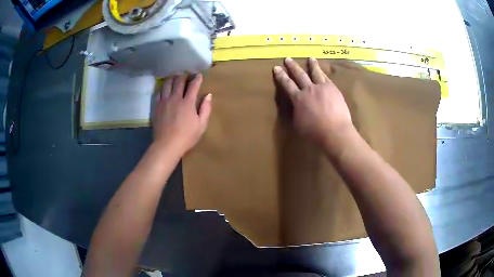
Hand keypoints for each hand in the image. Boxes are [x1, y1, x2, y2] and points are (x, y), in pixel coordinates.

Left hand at [153, 74, 211, 155]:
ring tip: (175, 77)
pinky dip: (163, 87)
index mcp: (188, 102)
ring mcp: (164, 101)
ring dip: (172, 78)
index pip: (193, 85)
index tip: (199, 75)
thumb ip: (206, 108)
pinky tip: (165, 87)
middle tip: (187, 74)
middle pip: (179, 81)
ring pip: (167, 84)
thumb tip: (208, 95)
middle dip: (184, 76)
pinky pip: (159, 92)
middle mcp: (175, 98)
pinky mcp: (157, 106)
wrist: (167, 145)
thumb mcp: (201, 125)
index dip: (197, 78)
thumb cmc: (187, 136)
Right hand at [273, 58, 354, 149]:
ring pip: (315, 72)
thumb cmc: (314, 132)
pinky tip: (323, 70)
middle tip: (287, 59)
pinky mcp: (333, 89)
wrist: (335, 131)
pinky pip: (326, 78)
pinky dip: (323, 73)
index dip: (281, 76)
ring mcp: (322, 87)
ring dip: (312, 65)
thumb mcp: (298, 124)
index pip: (287, 84)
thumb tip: (297, 107)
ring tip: (310, 58)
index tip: (276, 68)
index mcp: (298, 99)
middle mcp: (309, 89)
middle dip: (292, 66)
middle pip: (299, 75)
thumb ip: (297, 112)